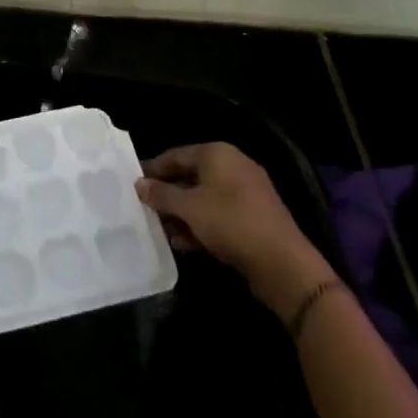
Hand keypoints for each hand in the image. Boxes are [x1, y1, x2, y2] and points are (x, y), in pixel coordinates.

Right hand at [136, 143, 334, 311]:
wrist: (283, 264)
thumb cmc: (231, 223)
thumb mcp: (189, 208)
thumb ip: (161, 194)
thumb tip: (139, 184)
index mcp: (216, 153)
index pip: (175, 155)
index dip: (153, 170)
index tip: (134, 184)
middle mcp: (232, 165)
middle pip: (190, 176)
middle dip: (168, 196)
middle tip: (146, 211)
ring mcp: (246, 192)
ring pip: (204, 198)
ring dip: (183, 214)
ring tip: (163, 232)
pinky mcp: (254, 217)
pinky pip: (220, 215)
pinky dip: (201, 225)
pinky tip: (184, 243)